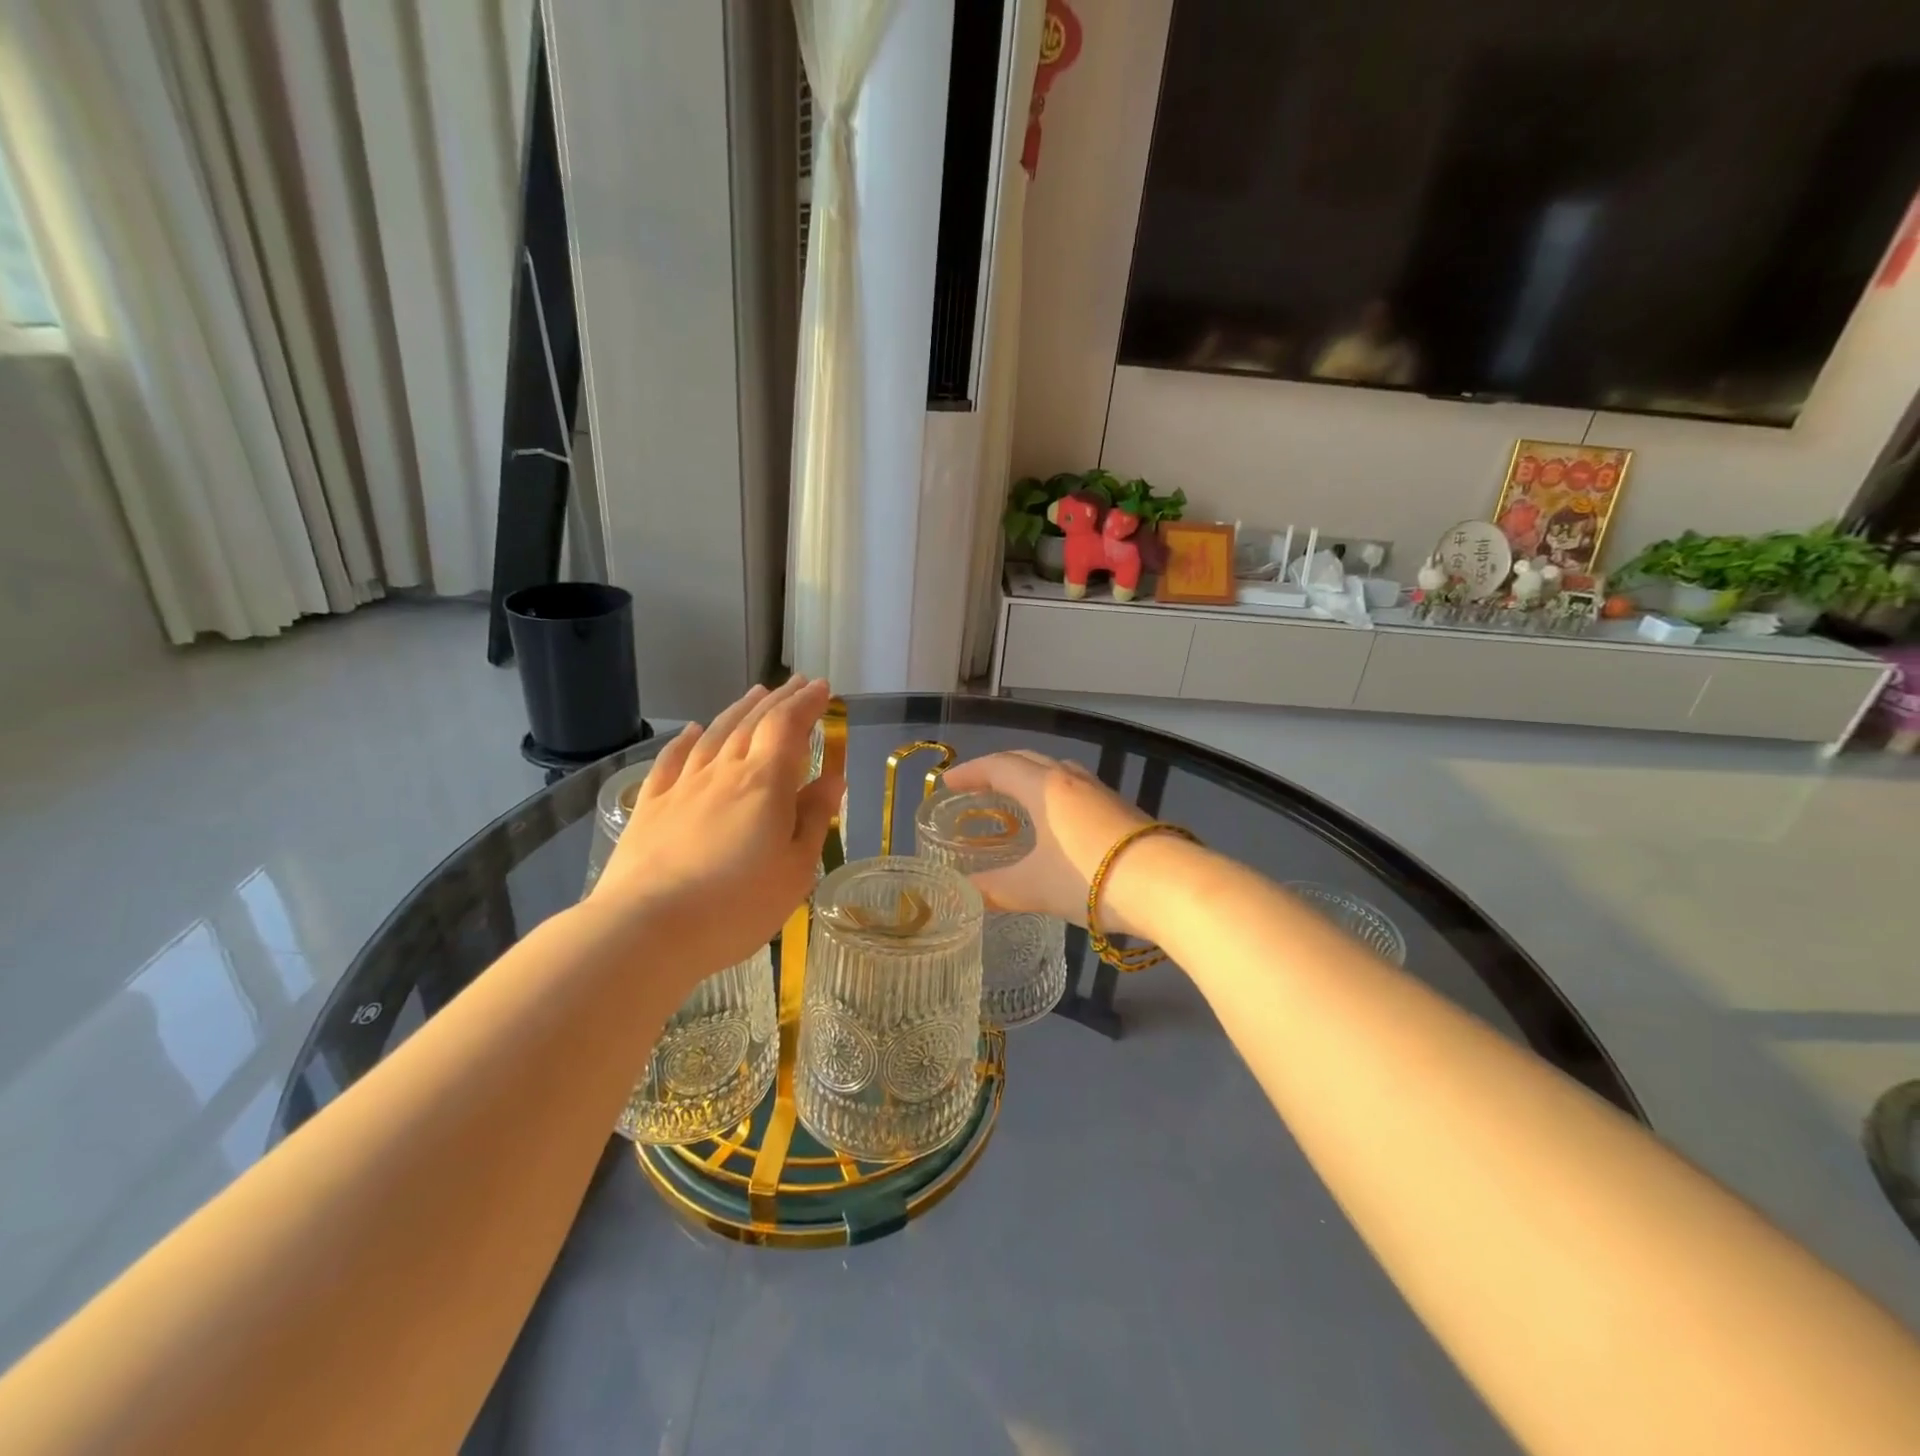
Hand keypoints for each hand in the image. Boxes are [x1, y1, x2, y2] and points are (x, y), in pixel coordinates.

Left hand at [589, 676, 841, 983]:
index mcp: (764, 782)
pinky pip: (672, 761)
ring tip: (755, 694)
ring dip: (739, 710)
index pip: (788, 726)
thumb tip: (832, 779)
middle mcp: (723, 772)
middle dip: (778, 699)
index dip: (807, 704)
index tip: (822, 688)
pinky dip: (687, 740)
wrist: (647, 929)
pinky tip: (693, 731)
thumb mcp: (795, 869)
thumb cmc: (737, 905)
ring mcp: (682, 786)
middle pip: (752, 722)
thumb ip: (814, 819)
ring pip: (715, 734)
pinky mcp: (650, 806)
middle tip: (796, 683)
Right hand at [939, 751, 1151, 930]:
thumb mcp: (1032, 887)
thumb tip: (965, 892)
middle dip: (998, 770)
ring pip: (1056, 772)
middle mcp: (1071, 779)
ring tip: (1016, 801)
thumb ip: (994, 888)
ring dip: (1030, 779)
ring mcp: (1100, 791)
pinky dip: (1054, 796)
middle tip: (977, 788)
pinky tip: (1058, 823)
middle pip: (1027, 760)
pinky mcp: (1122, 809)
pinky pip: (1076, 790)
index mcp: (1043, 786)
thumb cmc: (1086, 876)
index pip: (998, 766)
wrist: (1162, 882)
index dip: (970, 772)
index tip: (948, 783)